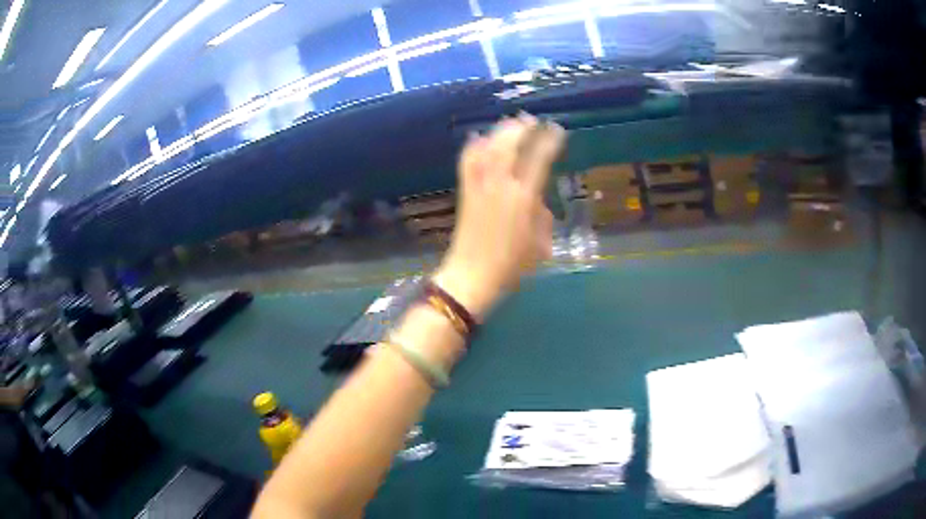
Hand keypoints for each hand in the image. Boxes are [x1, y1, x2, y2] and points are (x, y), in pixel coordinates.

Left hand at [434, 114, 565, 318]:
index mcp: (523, 197)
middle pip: (509, 145)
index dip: (548, 141)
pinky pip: (468, 162)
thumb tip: (537, 199)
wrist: (471, 275)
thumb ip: (542, 217)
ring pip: (487, 148)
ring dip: (499, 132)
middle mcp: (500, 185)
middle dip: (521, 128)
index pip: (538, 159)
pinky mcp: (465, 191)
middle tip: (531, 121)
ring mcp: (479, 186)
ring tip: (509, 124)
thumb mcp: (539, 244)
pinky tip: (478, 139)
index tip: (556, 130)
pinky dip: (474, 147)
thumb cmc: (510, 265)